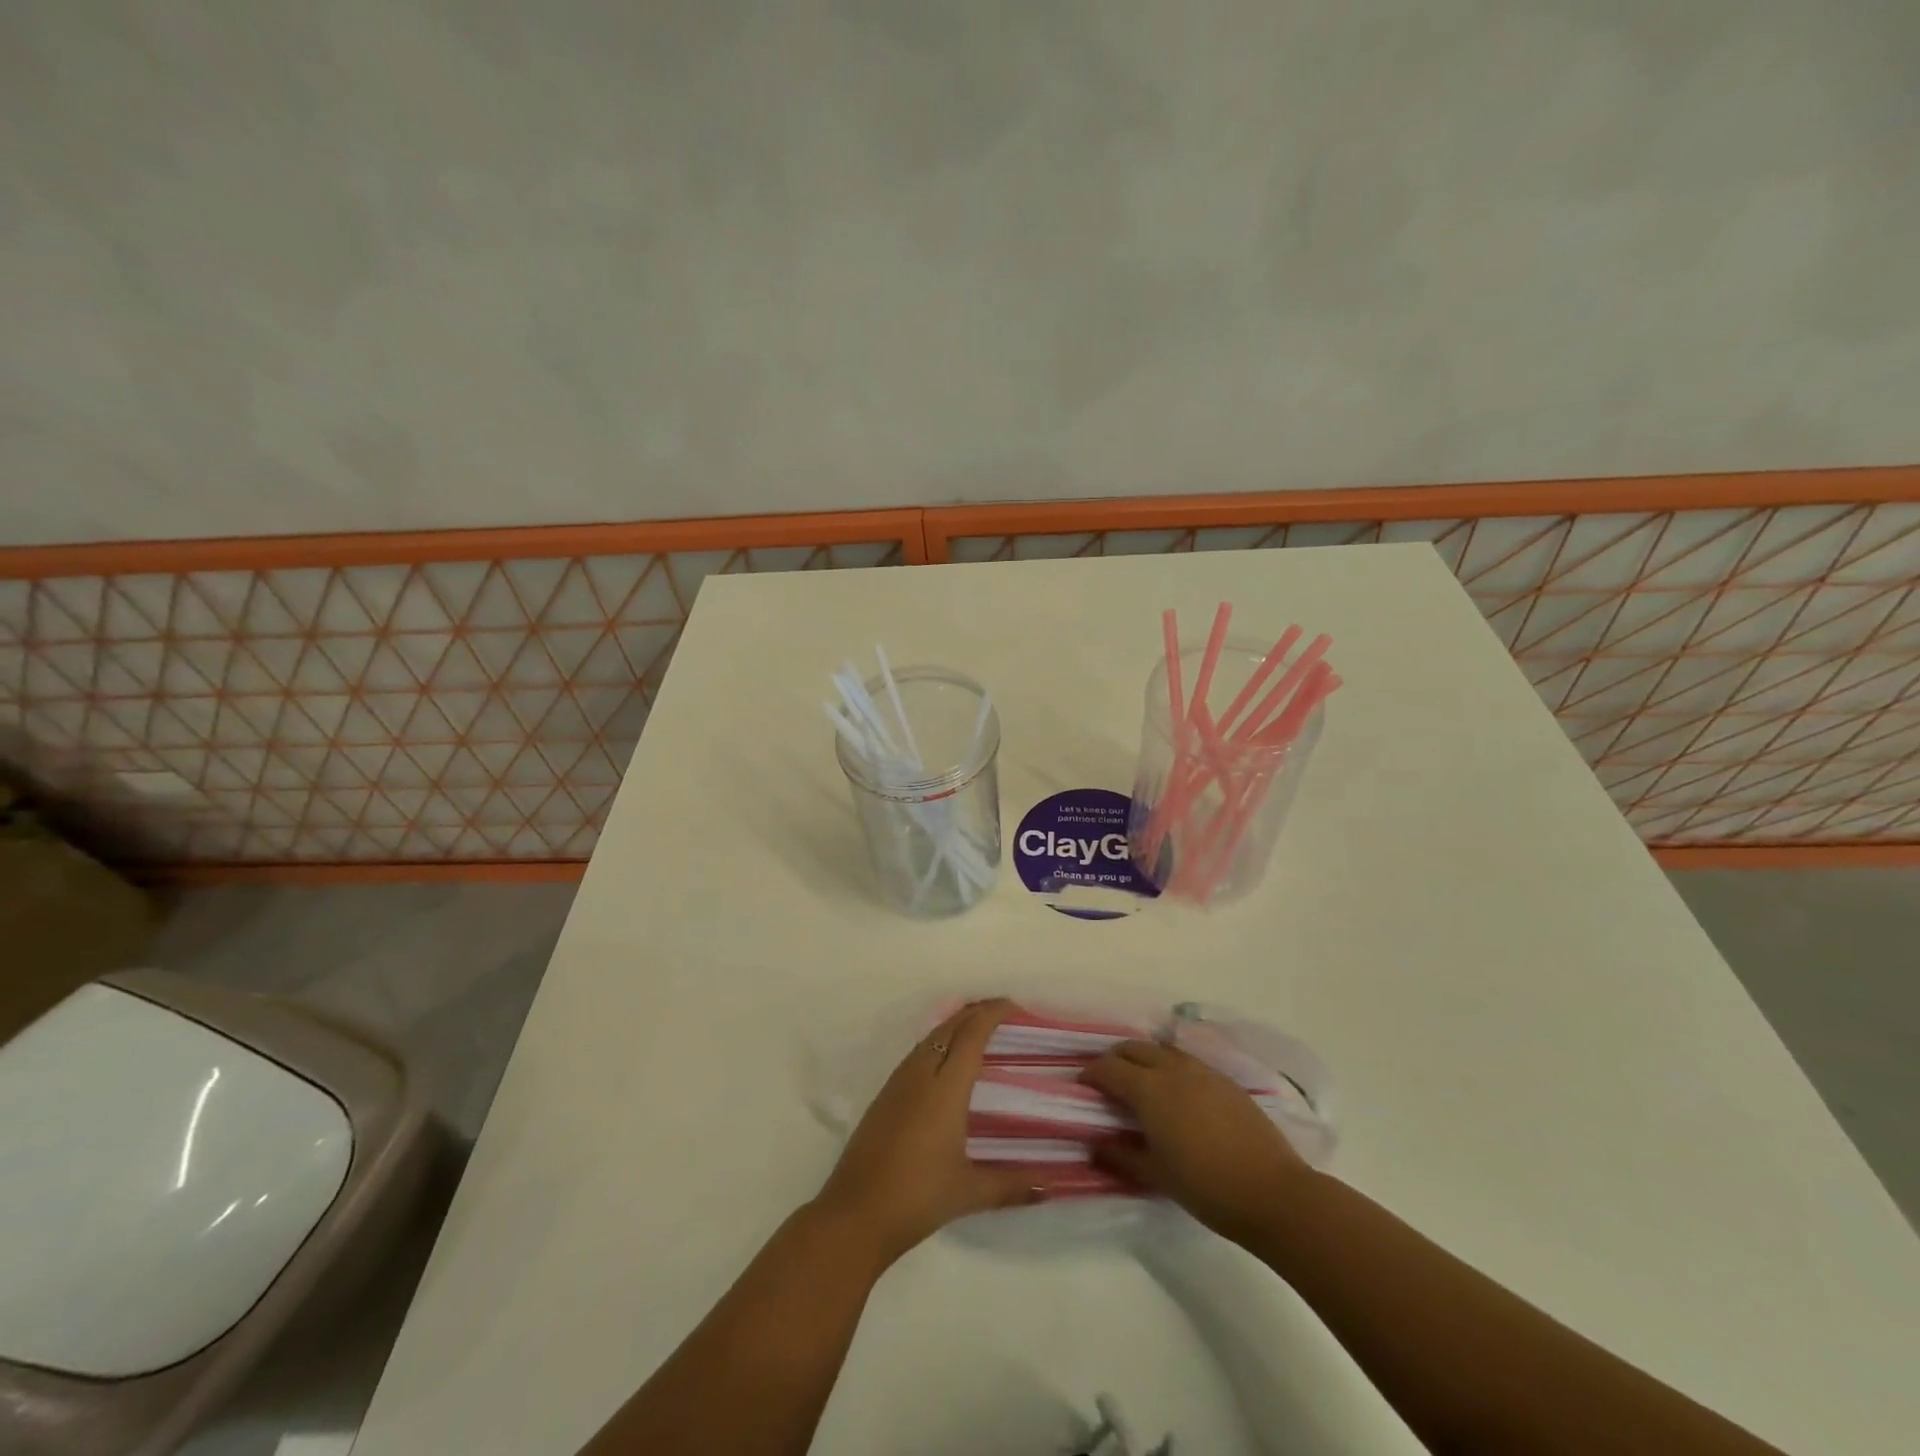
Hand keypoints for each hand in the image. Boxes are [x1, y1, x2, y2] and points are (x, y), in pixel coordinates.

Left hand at [814, 999, 1040, 1265]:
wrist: (856, 1213)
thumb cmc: (918, 1197)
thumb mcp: (970, 1192)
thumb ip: (1012, 1186)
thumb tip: (1051, 1187)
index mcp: (945, 1088)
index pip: (971, 1035)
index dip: (992, 1014)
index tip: (1014, 1006)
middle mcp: (920, 1074)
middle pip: (950, 1027)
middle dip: (976, 1012)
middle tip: (1003, 1012)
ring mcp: (898, 1082)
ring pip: (930, 1036)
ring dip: (955, 1024)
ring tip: (978, 1028)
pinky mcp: (885, 1095)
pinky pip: (917, 1053)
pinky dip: (938, 1041)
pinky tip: (945, 1059)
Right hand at [1081, 1039, 1309, 1240]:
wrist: (1272, 1193)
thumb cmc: (1206, 1186)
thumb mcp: (1156, 1176)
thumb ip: (1121, 1157)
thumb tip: (1094, 1146)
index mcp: (1149, 1089)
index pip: (1109, 1068)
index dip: (1091, 1074)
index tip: (1083, 1086)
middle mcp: (1172, 1069)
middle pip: (1134, 1048)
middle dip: (1115, 1059)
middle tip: (1108, 1082)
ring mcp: (1202, 1071)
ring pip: (1162, 1050)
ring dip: (1144, 1059)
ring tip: (1142, 1083)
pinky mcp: (1225, 1080)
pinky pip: (1187, 1061)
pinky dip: (1171, 1067)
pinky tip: (1178, 1093)